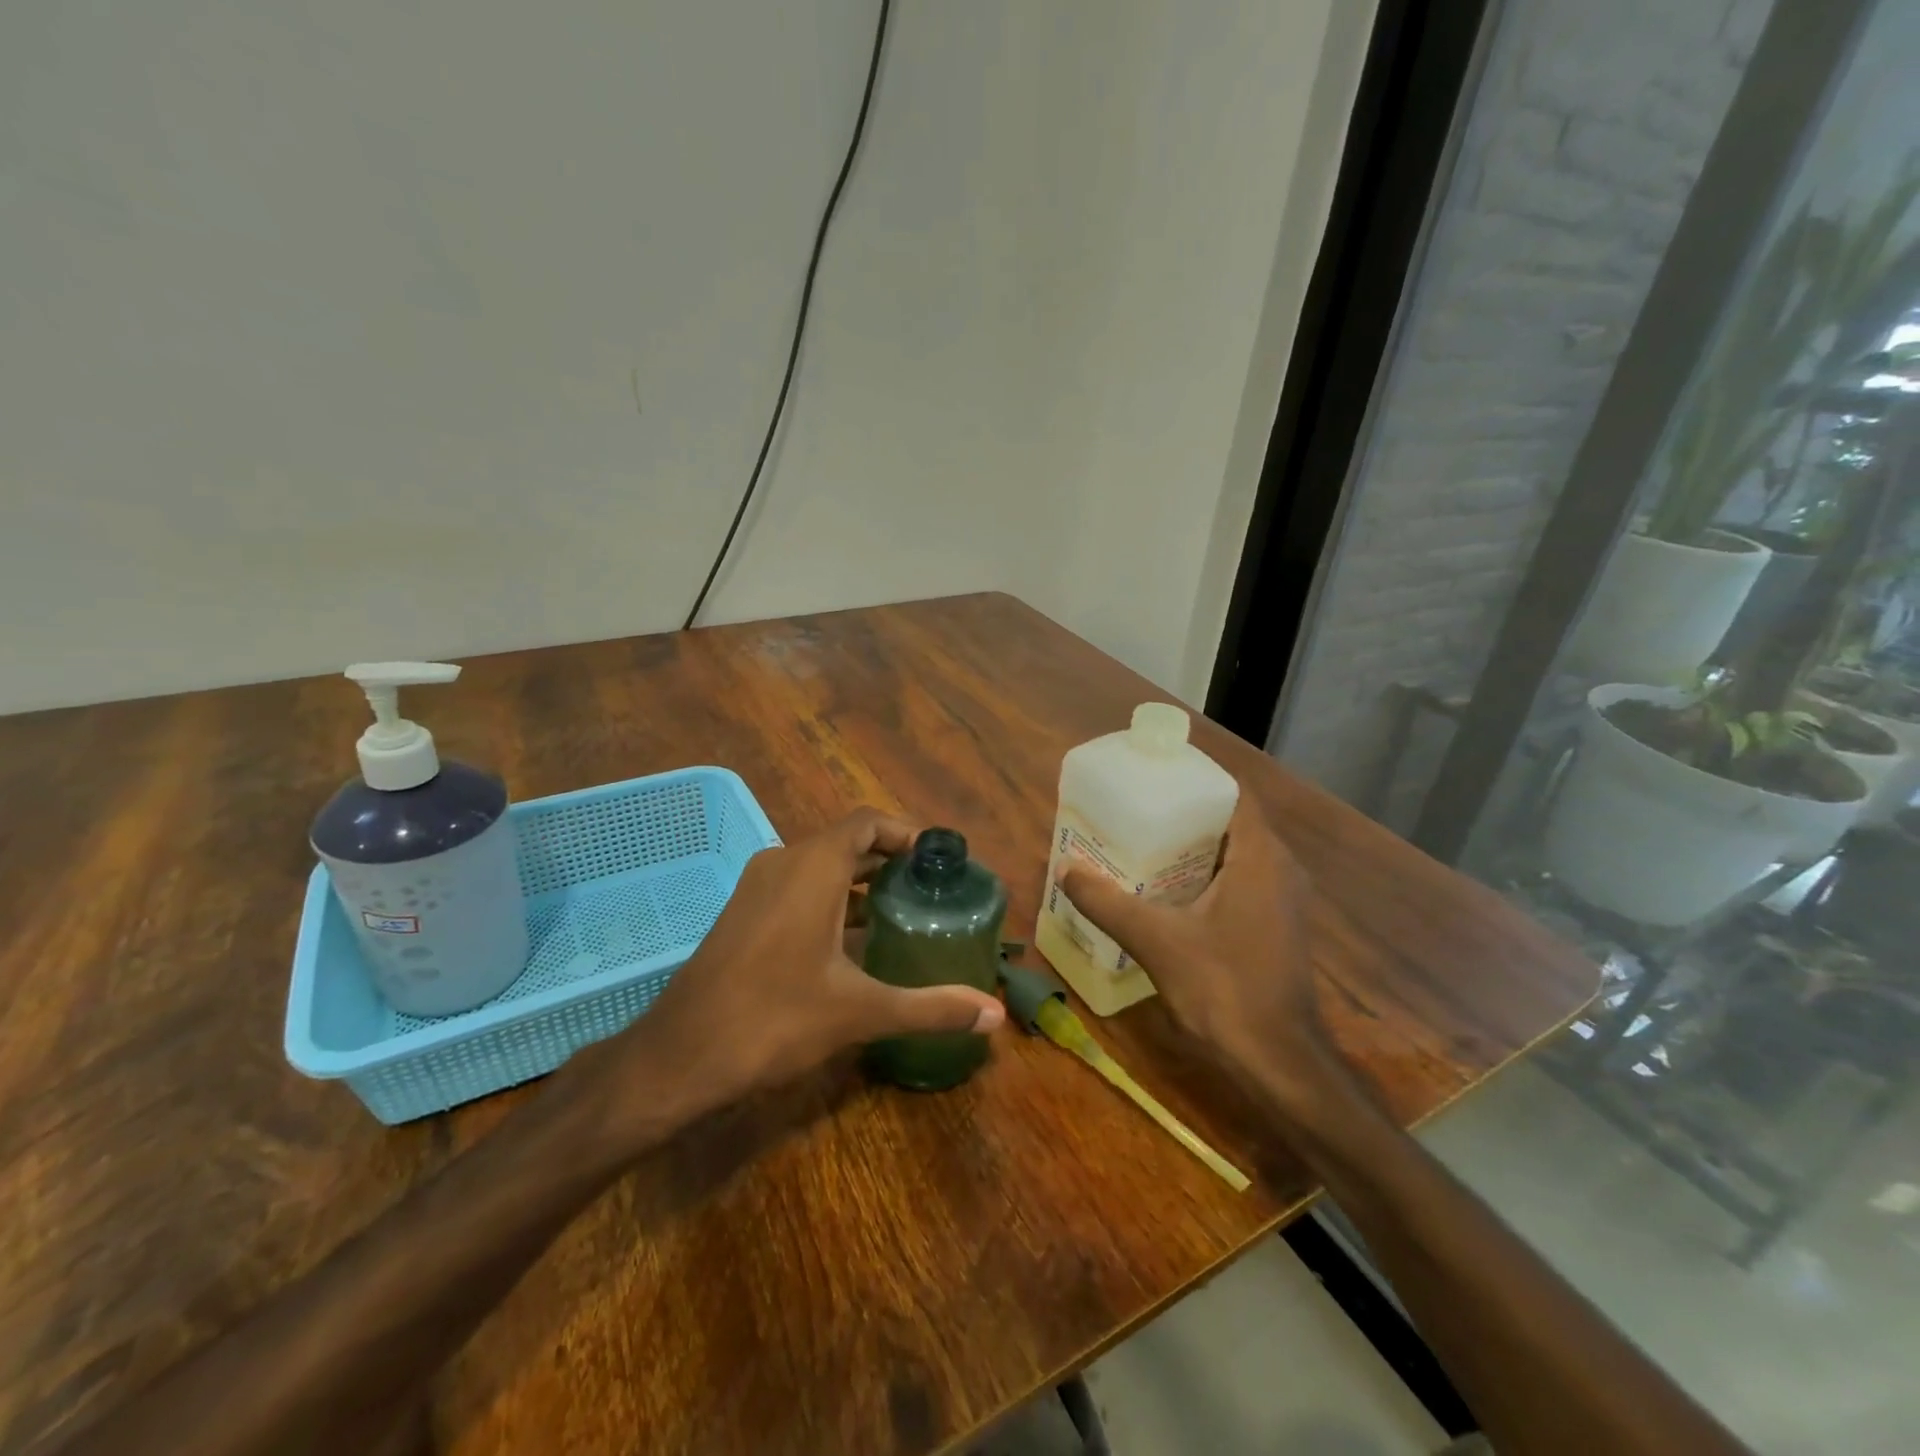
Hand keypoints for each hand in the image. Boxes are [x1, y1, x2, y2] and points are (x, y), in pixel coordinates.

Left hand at [570, 809, 1005, 1154]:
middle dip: (890, 860)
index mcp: (812, 867)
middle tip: (932, 889)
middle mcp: (783, 863)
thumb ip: (931, 1008)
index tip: (940, 859)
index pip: (867, 822)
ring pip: (820, 866)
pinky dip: (832, 898)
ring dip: (861, 881)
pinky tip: (855, 940)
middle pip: (846, 842)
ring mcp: (757, 888)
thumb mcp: (860, 1011)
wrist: (679, 1057)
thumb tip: (995, 1016)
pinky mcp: (743, 914)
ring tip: (904, 911)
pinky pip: (798, 887)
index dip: (906, 833)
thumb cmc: (774, 1019)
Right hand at [1059, 792, 1347, 1112]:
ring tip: (1140, 845)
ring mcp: (1281, 900)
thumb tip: (1065, 871)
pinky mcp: (1275, 926)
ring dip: (1192, 849)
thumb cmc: (1223, 988)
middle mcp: (1279, 869)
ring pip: (1233, 855)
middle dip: (1182, 815)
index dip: (1192, 780)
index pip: (1231, 794)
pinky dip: (1204, 877)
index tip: (1151, 778)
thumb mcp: (1156, 940)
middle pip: (1228, 823)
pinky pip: (1238, 882)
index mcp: (1259, 857)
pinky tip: (1165, 893)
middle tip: (1133, 812)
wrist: (1277, 1061)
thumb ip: (1107, 902)